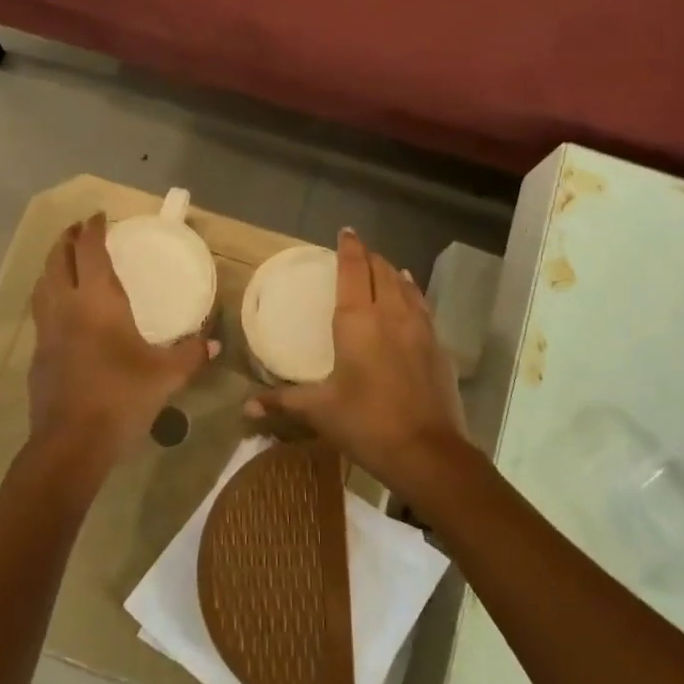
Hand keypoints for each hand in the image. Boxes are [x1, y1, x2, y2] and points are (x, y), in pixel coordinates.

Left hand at [26, 214, 216, 483]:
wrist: (71, 443)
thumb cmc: (121, 397)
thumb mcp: (166, 375)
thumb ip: (192, 354)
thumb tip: (216, 343)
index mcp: (98, 301)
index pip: (90, 251)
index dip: (93, 230)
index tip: (99, 216)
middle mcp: (67, 307)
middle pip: (58, 260)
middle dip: (67, 240)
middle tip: (78, 230)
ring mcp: (47, 331)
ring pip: (42, 285)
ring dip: (52, 265)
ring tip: (63, 261)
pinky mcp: (38, 355)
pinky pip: (40, 312)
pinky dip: (48, 297)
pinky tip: (61, 311)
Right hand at [246, 229, 468, 495]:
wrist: (428, 452)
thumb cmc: (366, 423)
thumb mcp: (320, 411)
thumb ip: (282, 401)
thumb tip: (246, 408)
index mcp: (357, 320)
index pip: (353, 269)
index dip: (349, 247)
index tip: (345, 231)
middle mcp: (390, 313)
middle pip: (381, 270)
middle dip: (369, 257)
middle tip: (357, 252)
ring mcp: (419, 327)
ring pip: (405, 284)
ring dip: (391, 271)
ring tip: (382, 267)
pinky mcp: (437, 345)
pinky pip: (422, 305)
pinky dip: (411, 291)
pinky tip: (409, 294)